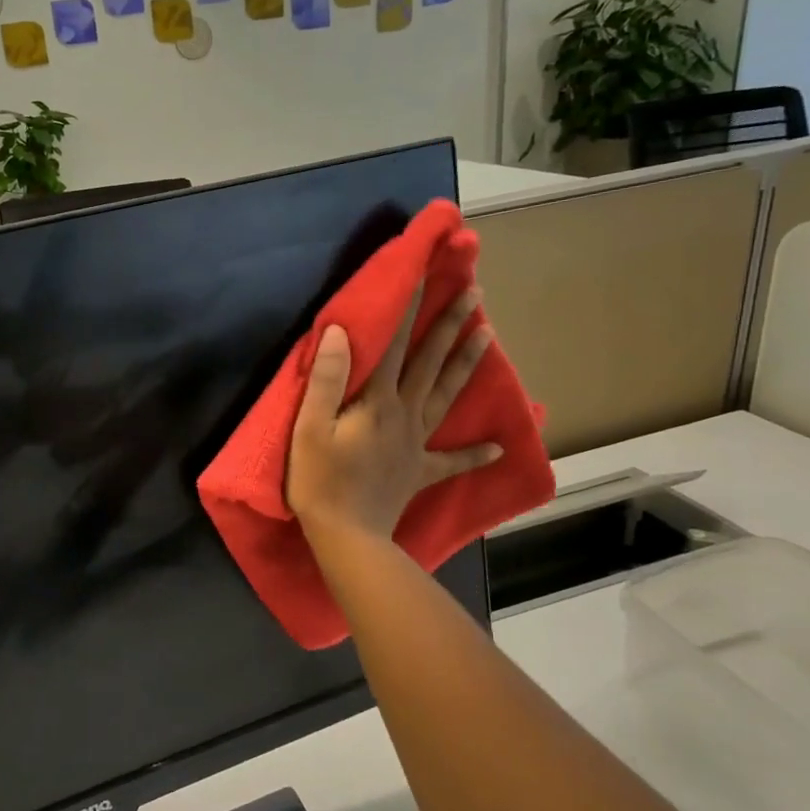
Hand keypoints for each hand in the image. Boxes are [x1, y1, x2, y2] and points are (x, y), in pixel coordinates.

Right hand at [286, 281, 500, 542]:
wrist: (347, 536)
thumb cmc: (320, 480)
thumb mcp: (311, 427)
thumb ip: (327, 379)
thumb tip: (342, 331)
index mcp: (377, 401)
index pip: (393, 345)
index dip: (407, 309)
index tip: (423, 275)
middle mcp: (405, 414)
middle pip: (431, 363)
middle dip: (451, 325)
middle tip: (475, 294)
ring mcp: (417, 444)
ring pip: (447, 395)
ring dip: (467, 364)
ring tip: (488, 334)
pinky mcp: (419, 471)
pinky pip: (452, 461)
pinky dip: (475, 454)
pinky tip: (498, 446)